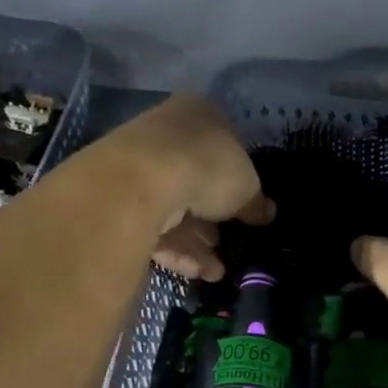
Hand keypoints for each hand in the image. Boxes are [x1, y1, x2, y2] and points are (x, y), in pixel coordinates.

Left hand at [103, 94, 272, 281]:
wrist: (143, 180)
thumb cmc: (207, 167)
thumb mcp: (247, 187)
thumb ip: (256, 202)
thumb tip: (267, 212)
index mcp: (199, 115)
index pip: (222, 148)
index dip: (236, 181)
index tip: (244, 209)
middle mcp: (165, 134)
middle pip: (195, 181)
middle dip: (211, 218)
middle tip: (227, 242)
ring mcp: (139, 166)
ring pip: (173, 209)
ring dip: (197, 242)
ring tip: (216, 270)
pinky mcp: (120, 200)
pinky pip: (154, 228)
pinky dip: (177, 250)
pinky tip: (198, 273)